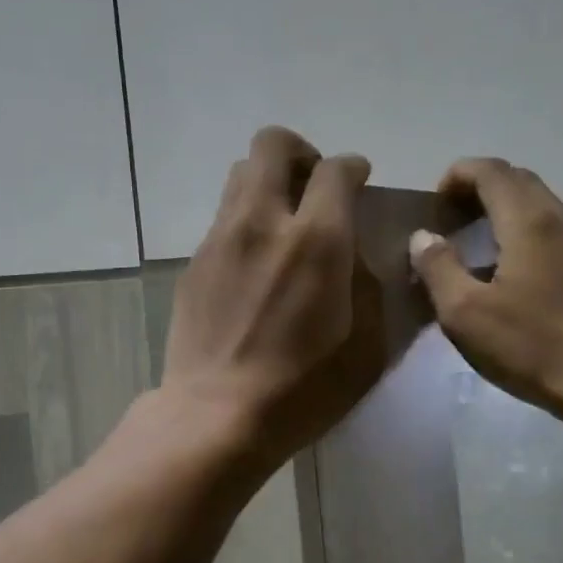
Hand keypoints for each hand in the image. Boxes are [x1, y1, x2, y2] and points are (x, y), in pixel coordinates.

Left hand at [162, 126, 386, 476]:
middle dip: (301, 154)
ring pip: (240, 176)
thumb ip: (368, 288)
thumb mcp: (366, 347)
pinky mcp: (194, 264)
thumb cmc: (303, 391)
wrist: (217, 417)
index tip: (358, 182)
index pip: (336, 169)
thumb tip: (356, 258)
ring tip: (282, 225)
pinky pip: (223, 220)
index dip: (352, 168)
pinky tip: (253, 267)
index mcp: (318, 240)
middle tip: (314, 189)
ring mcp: (221, 239)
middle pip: (273, 146)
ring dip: (268, 184)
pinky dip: (245, 224)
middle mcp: (264, 222)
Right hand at [410, 158, 562, 425]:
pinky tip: (515, 271)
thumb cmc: (532, 347)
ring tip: (479, 244)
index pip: (492, 171)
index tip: (436, 199)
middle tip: (452, 216)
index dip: (459, 174)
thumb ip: (438, 268)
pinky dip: (528, 233)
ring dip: (507, 210)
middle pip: (520, 181)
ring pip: (542, 206)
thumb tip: (423, 237)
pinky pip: (557, 232)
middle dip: (482, 188)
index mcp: (529, 221)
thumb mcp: (466, 314)